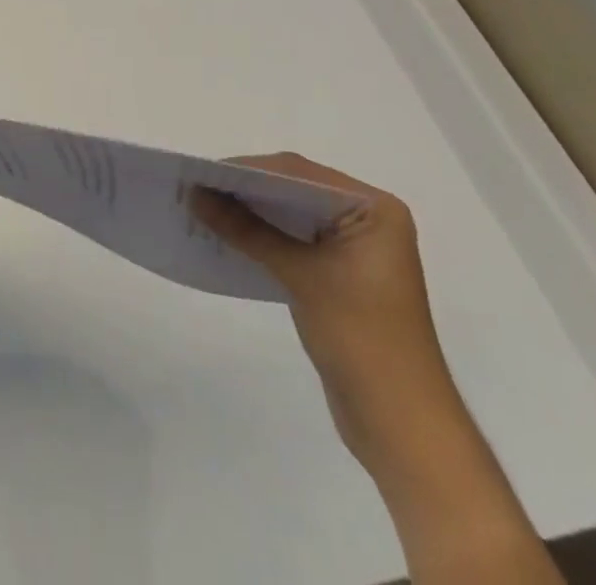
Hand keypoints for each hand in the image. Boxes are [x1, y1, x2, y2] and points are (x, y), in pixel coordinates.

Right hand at [192, 154, 462, 472]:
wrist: (401, 424)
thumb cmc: (361, 338)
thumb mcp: (300, 275)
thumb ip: (246, 229)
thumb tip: (194, 194)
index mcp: (375, 209)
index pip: (299, 173)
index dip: (248, 170)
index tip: (202, 173)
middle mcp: (367, 220)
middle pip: (294, 189)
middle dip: (246, 190)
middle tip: (196, 187)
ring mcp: (353, 248)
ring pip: (290, 214)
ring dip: (249, 212)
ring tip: (203, 208)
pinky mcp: (338, 273)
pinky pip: (292, 240)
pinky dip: (260, 236)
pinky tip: (227, 237)